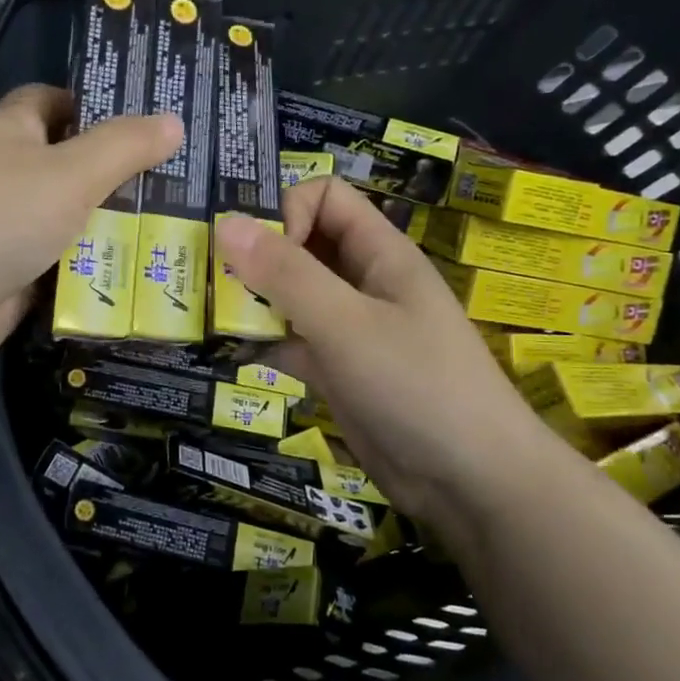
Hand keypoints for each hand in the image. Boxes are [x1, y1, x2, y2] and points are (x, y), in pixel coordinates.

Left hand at [0, 84, 180, 381]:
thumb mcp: (70, 172)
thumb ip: (124, 147)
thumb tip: (174, 121)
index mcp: (9, 132)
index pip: (54, 102)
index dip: (98, 105)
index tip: (151, 120)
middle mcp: (7, 177)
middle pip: (73, 168)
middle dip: (123, 177)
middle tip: (189, 184)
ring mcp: (8, 232)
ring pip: (73, 224)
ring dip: (116, 233)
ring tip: (184, 233)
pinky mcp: (13, 282)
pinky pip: (65, 272)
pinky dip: (96, 276)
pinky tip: (148, 279)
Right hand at [214, 178, 566, 519]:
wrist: (471, 483)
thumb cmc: (416, 385)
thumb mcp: (346, 323)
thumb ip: (286, 274)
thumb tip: (226, 222)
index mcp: (378, 253)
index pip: (325, 197)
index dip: (287, 213)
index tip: (261, 256)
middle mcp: (363, 282)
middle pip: (302, 244)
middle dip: (256, 256)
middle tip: (208, 280)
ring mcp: (350, 328)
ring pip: (291, 295)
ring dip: (252, 300)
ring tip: (208, 315)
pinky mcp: (338, 370)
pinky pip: (292, 340)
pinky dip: (264, 342)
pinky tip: (233, 354)